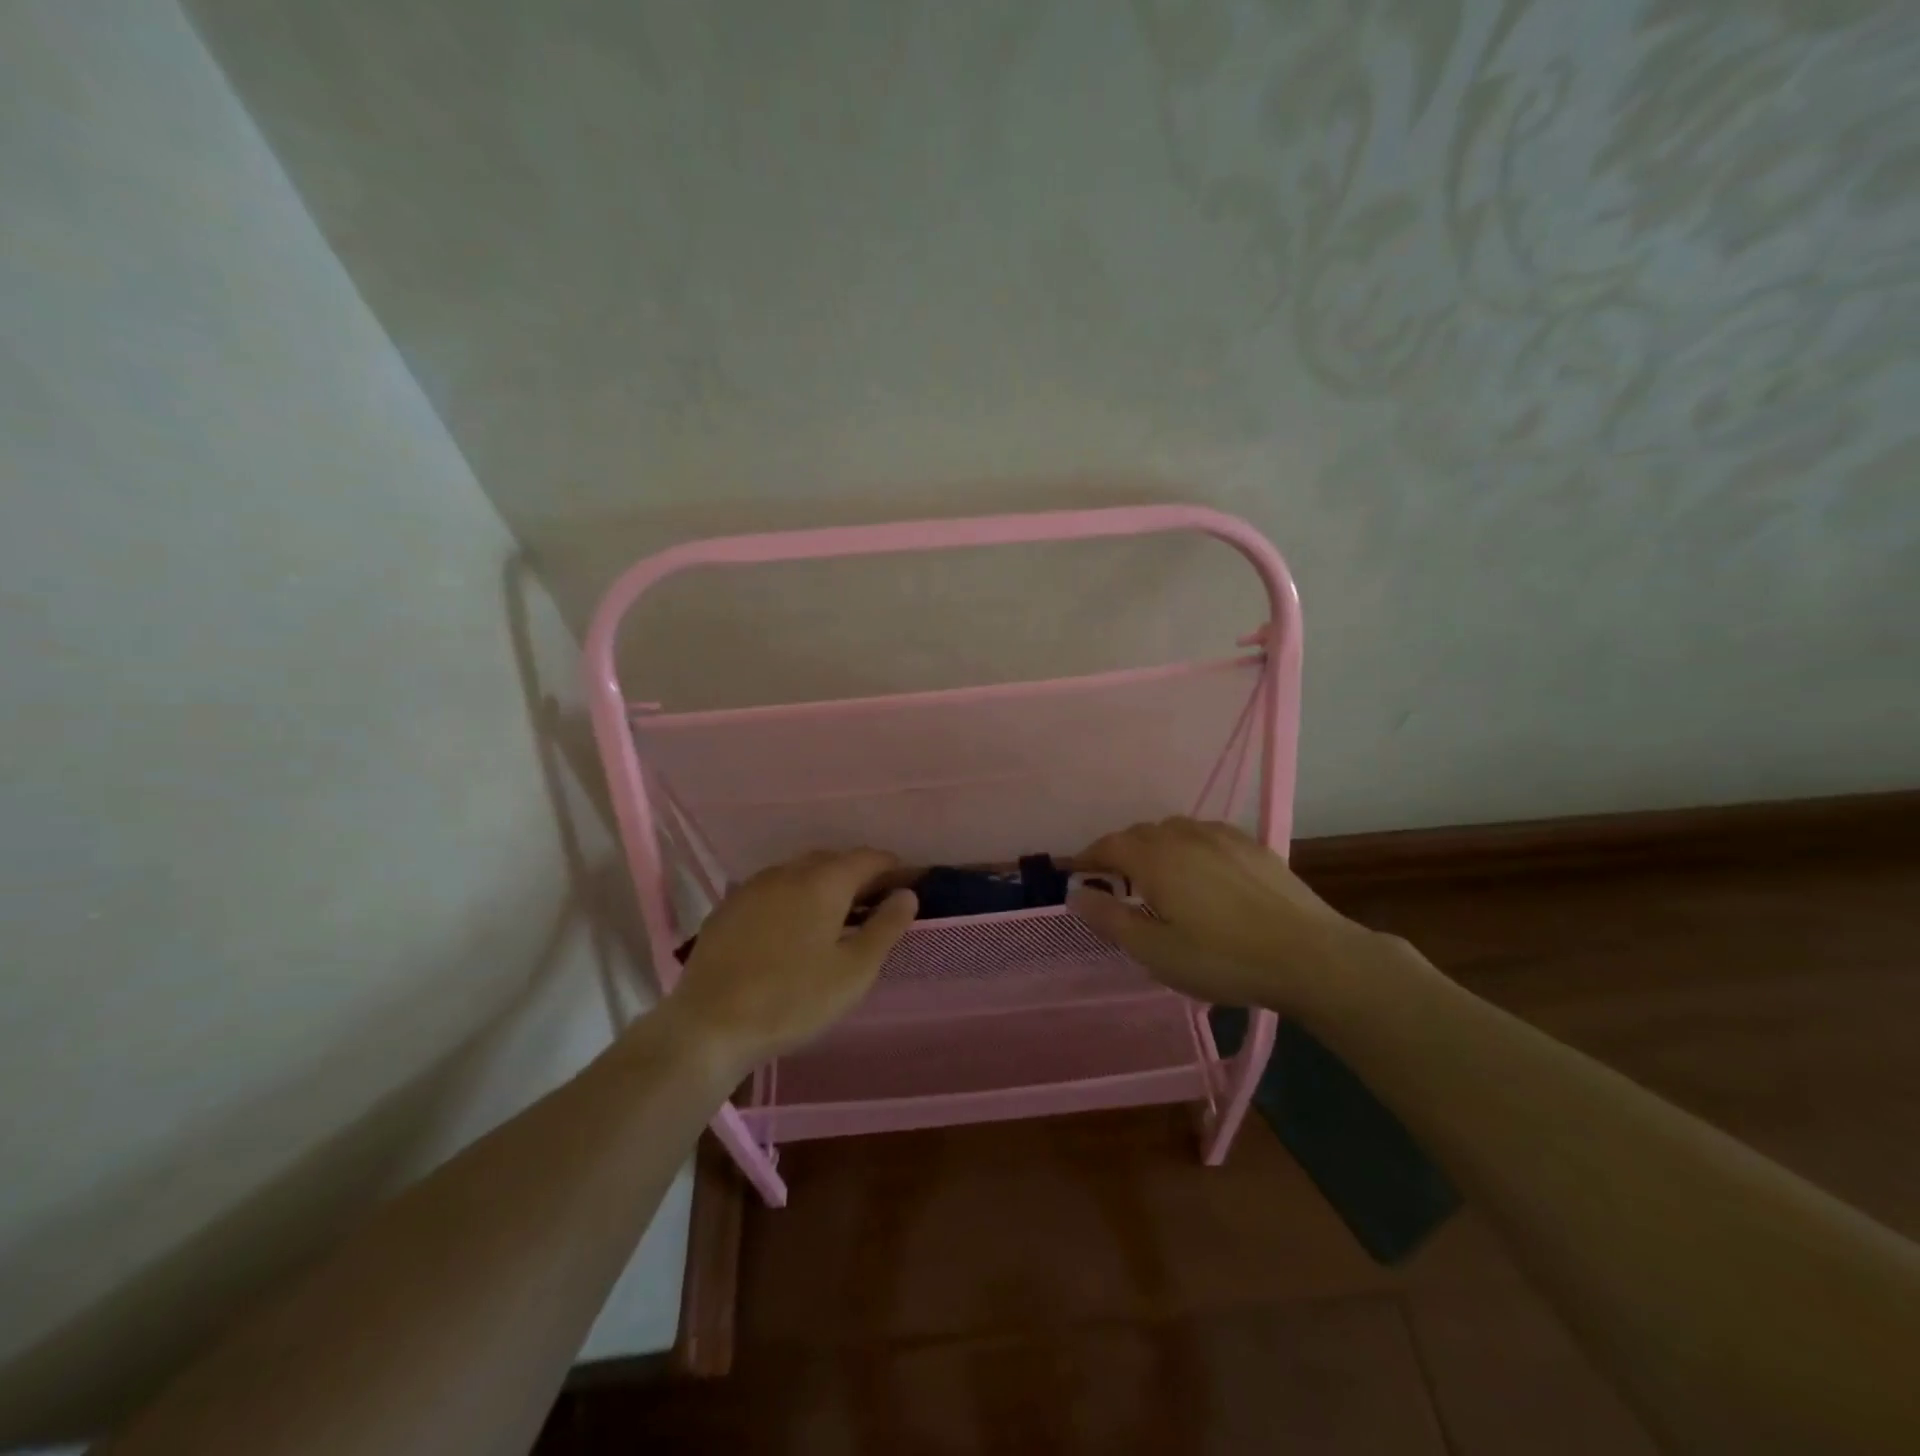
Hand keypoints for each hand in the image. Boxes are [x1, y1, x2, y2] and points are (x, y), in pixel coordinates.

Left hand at [668, 849, 917, 1070]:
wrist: (709, 1026)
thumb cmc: (793, 1000)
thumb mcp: (854, 971)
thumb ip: (885, 927)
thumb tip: (907, 894)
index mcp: (824, 881)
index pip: (868, 858)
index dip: (893, 868)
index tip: (909, 885)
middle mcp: (788, 872)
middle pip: (833, 860)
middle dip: (858, 875)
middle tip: (876, 904)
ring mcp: (753, 887)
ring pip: (799, 873)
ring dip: (824, 885)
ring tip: (836, 916)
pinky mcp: (728, 908)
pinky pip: (773, 890)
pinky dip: (793, 898)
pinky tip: (792, 928)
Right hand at [1071, 817, 1375, 1014]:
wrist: (1310, 956)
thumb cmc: (1223, 958)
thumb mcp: (1155, 951)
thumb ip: (1110, 918)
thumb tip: (1075, 892)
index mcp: (1155, 857)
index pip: (1109, 845)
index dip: (1088, 857)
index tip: (1075, 873)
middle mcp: (1184, 835)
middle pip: (1140, 833)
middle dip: (1120, 852)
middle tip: (1113, 881)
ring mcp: (1222, 836)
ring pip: (1174, 830)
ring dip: (1155, 846)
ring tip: (1155, 874)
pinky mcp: (1252, 846)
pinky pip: (1205, 835)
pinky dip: (1188, 846)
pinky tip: (1200, 871)